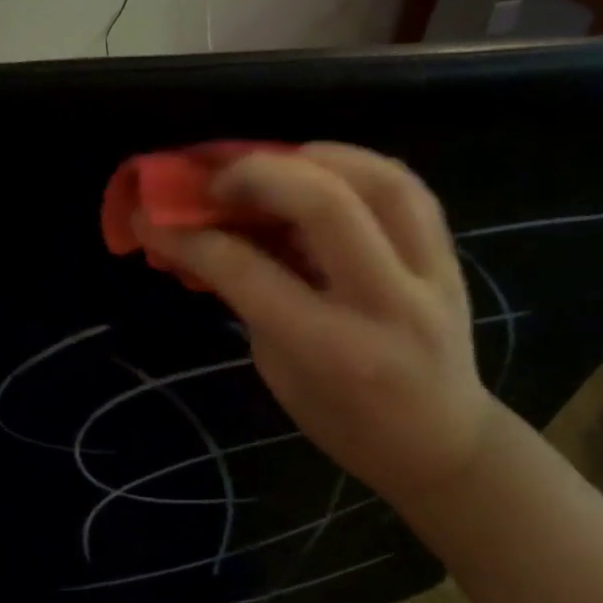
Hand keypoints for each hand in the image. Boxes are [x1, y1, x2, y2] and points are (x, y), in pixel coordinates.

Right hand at [139, 144, 502, 509]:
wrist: (442, 445)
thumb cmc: (344, 422)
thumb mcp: (278, 369)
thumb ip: (248, 296)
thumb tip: (208, 234)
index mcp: (331, 349)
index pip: (248, 273)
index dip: (191, 238)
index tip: (151, 218)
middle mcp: (385, 304)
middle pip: (325, 205)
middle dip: (257, 174)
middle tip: (218, 181)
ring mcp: (430, 276)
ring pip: (378, 179)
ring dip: (313, 157)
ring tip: (273, 165)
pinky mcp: (450, 257)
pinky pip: (407, 187)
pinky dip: (357, 165)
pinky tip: (322, 171)